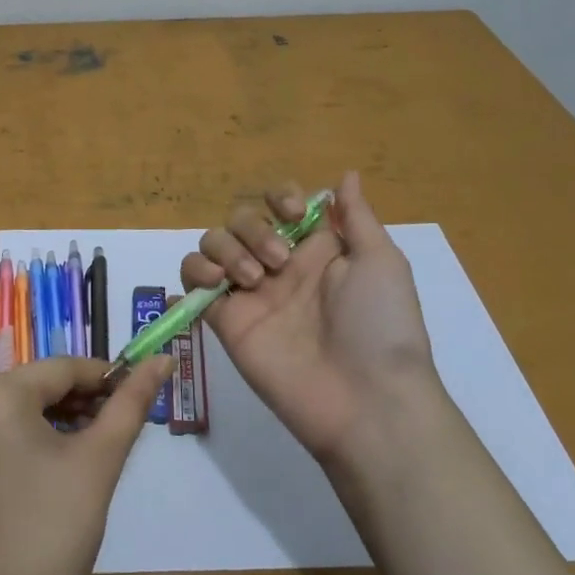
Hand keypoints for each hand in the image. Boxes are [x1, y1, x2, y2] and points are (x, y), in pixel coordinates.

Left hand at [0, 353, 174, 574]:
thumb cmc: (52, 536)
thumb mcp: (99, 462)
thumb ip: (131, 404)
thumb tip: (163, 359)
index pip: (62, 367)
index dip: (105, 376)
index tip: (140, 392)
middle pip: (38, 386)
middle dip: (82, 400)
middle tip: (122, 424)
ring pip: (19, 411)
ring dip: (60, 420)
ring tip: (97, 446)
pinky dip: (32, 442)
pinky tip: (59, 470)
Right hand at [181, 170, 433, 462]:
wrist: (366, 401)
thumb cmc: (380, 326)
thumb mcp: (381, 262)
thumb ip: (356, 216)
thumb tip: (346, 174)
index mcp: (314, 248)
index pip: (279, 203)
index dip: (280, 197)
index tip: (293, 215)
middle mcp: (278, 264)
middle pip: (241, 217)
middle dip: (254, 229)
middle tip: (279, 264)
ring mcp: (249, 292)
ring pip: (213, 242)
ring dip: (227, 248)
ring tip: (252, 281)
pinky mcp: (226, 320)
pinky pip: (193, 280)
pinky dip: (196, 270)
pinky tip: (219, 283)